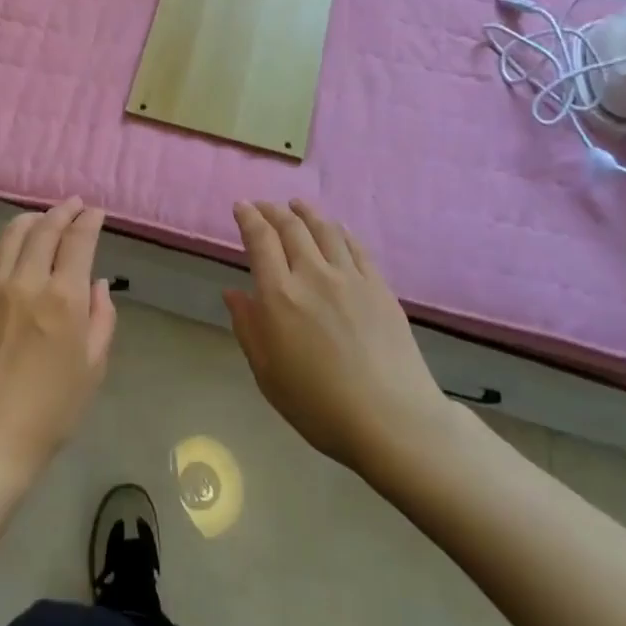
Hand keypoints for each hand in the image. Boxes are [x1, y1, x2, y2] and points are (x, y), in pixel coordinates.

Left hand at [0, 198, 116, 479]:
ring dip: (30, 220)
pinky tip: (7, 246)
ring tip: (41, 218)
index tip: (95, 212)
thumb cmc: (50, 411)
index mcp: (63, 298)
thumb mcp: (93, 368)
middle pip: (44, 230)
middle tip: (72, 205)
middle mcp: (26, 282)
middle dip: (62, 211)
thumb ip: (101, 319)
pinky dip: (1, 244)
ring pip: (10, 236)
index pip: (78, 241)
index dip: (89, 220)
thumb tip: (96, 285)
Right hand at [226, 200, 451, 476]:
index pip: (260, 240)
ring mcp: (350, 277)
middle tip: (264, 206)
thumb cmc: (319, 405)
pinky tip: (336, 229)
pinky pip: (356, 246)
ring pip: (325, 229)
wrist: (392, 420)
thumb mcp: (268, 373)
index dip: (248, 217)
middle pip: (291, 227)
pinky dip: (340, 231)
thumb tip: (233, 292)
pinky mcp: (379, 286)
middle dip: (273, 210)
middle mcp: (313, 275)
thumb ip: (248, 327)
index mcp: (279, 296)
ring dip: (306, 212)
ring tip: (297, 205)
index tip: (241, 206)